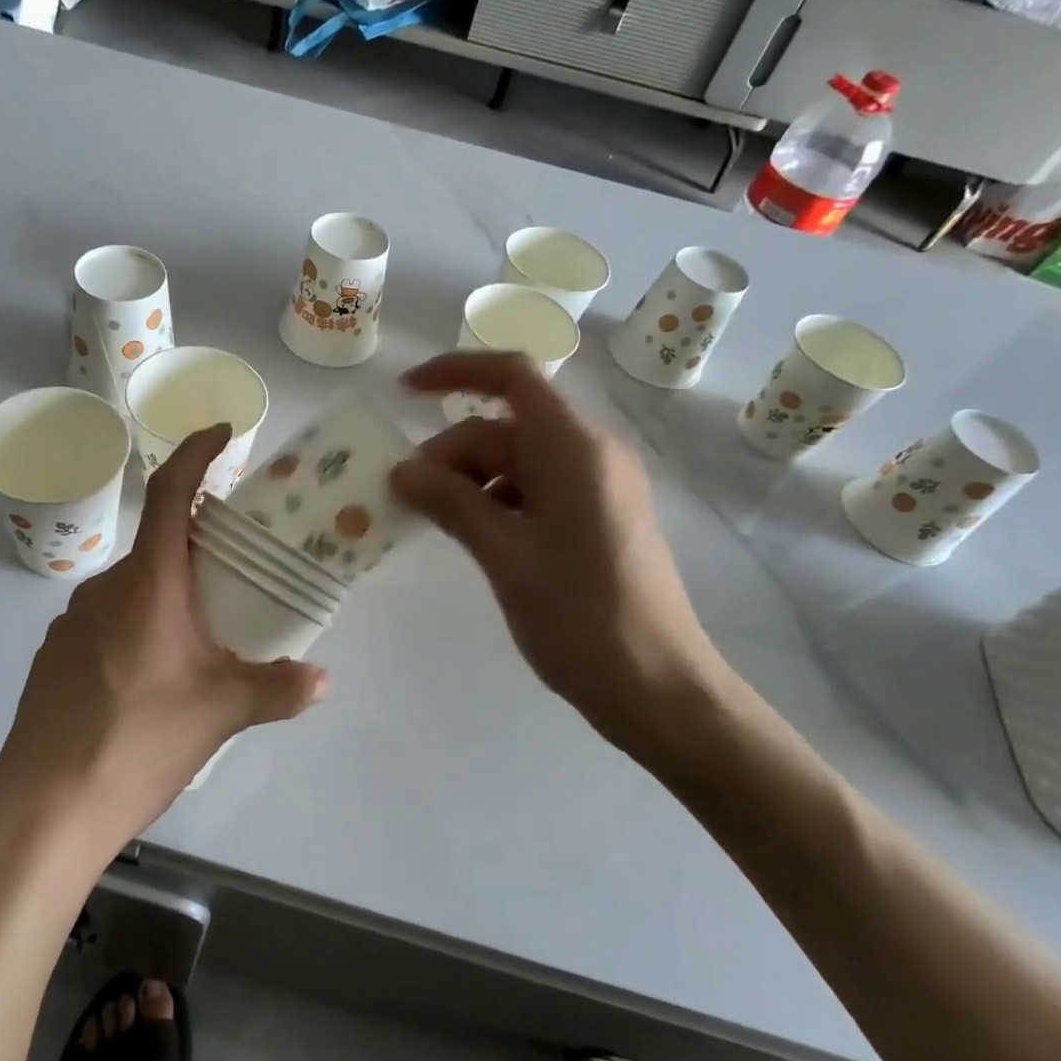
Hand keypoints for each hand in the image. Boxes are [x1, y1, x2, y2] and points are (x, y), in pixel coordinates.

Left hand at [0, 426, 328, 857]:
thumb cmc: (137, 742)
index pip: (169, 494)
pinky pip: (108, 623)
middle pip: (157, 545)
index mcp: (147, 584)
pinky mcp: (55, 658)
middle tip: (238, 573)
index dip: (194, 453)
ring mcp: (71, 623)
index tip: (221, 433)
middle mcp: (104, 590)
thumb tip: (323, 680)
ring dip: (170, 595)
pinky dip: (140, 628)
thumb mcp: (221, 712)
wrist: (43, 812)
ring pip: (134, 588)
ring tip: (203, 639)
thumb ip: (277, 689)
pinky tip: (154, 680)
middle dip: (198, 548)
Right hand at [390, 353, 724, 747]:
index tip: (403, 394)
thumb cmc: (581, 618)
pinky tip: (470, 536)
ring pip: (517, 461)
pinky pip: (535, 490)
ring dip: (468, 481)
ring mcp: (597, 487)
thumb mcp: (506, 557)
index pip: (513, 377)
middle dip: (450, 453)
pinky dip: (495, 502)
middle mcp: (591, 454)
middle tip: (404, 498)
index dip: (455, 372)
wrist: (658, 688)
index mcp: (575, 449)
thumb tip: (402, 470)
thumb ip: (452, 504)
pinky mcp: (597, 517)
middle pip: (506, 428)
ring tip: (431, 522)